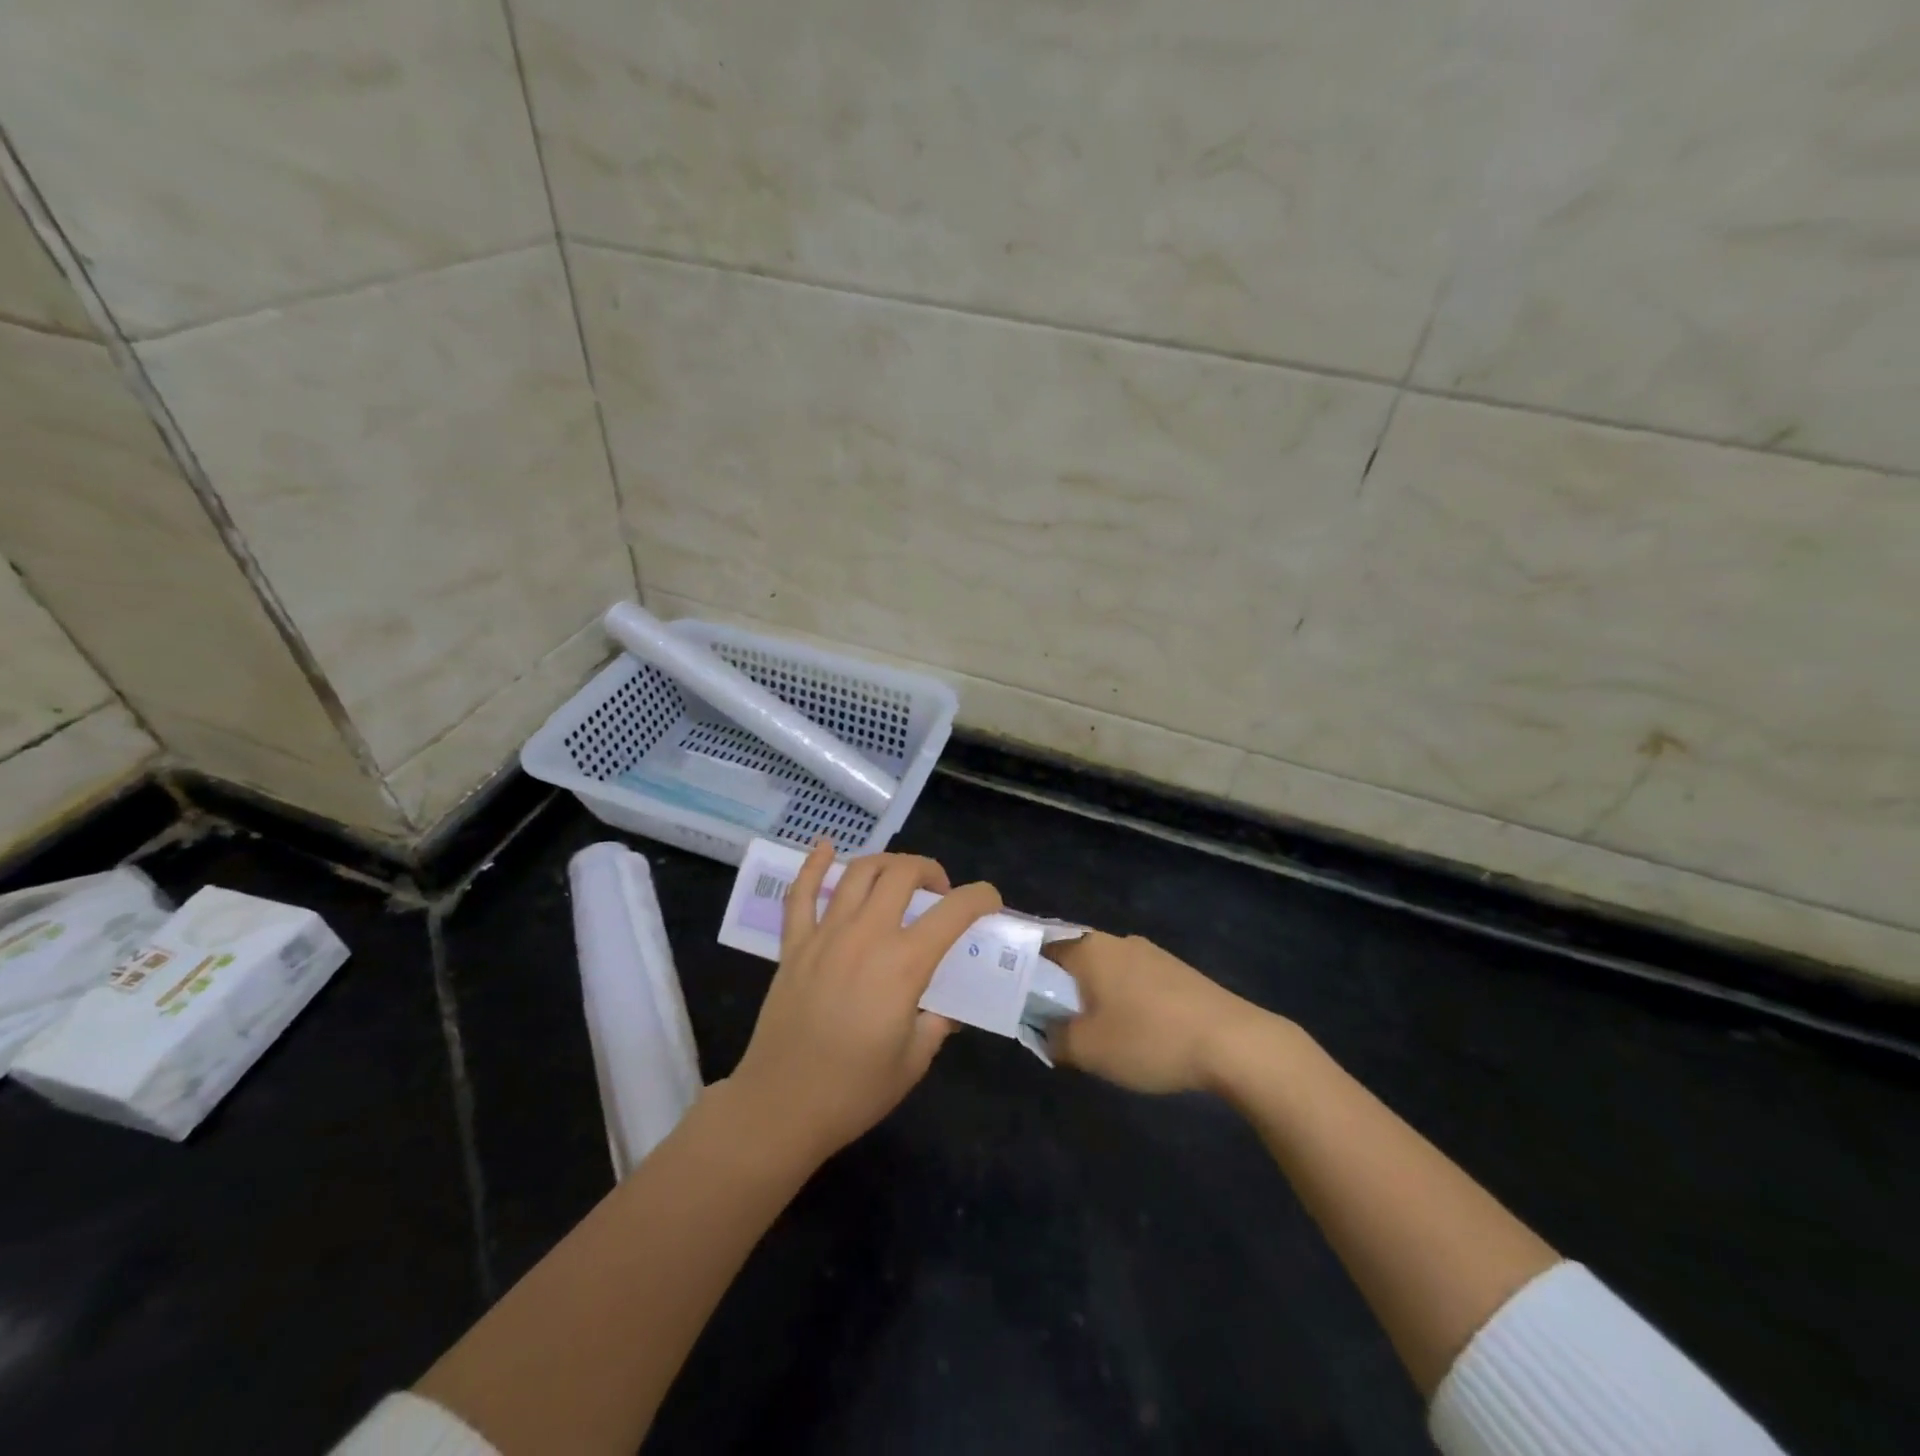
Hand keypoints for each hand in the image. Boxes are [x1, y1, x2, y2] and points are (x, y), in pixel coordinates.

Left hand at [728, 840, 1001, 1162]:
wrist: (781, 1106)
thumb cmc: (855, 1090)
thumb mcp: (915, 1060)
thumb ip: (938, 1022)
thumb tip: (948, 1006)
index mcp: (904, 964)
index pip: (954, 911)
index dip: (981, 897)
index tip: (990, 901)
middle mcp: (867, 935)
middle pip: (902, 873)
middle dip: (930, 870)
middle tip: (939, 892)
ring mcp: (826, 935)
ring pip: (858, 872)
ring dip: (885, 862)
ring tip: (897, 876)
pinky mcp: (794, 944)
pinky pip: (801, 893)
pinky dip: (814, 865)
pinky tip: (825, 847)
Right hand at [1045, 932, 1271, 1093]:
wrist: (1233, 1042)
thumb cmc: (1149, 1038)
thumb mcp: (1088, 1049)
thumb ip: (1054, 1038)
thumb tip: (1044, 1030)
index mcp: (1089, 948)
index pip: (1041, 947)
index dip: (1023, 969)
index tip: (1015, 996)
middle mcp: (1117, 941)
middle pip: (1074, 958)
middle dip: (1059, 987)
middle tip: (1052, 1021)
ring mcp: (1151, 953)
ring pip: (1106, 970)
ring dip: (1093, 995)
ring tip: (1092, 1032)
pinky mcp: (1177, 971)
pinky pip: (1134, 980)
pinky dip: (1123, 1000)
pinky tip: (1133, 1031)